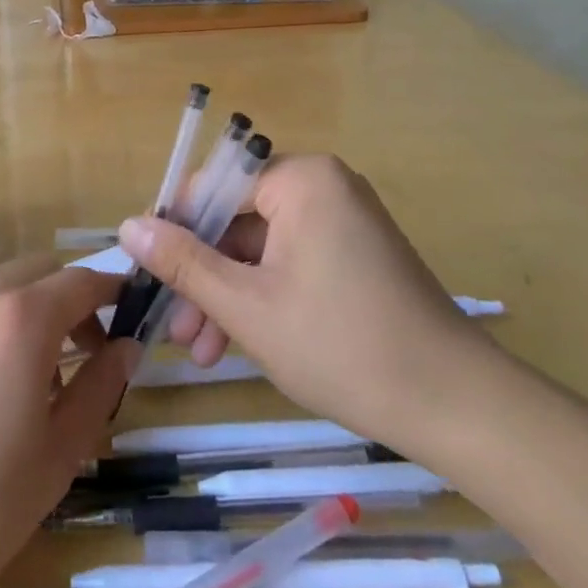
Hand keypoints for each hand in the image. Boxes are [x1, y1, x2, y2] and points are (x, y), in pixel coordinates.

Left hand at [0, 257, 135, 587]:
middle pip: (39, 271)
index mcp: (20, 319)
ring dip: (29, 306)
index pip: (81, 280)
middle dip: (70, 298)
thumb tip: (127, 346)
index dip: (111, 292)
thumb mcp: (59, 453)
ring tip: (33, 373)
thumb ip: (100, 387)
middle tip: (86, 351)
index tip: (130, 316)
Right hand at [120, 154, 496, 453]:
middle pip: (236, 220)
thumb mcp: (246, 305)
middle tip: (176, 329)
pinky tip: (238, 343)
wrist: (458, 407)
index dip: (174, 229)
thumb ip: (183, 262)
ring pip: (260, 248)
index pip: (212, 186)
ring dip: (227, 294)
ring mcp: (343, 221)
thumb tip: (128, 226)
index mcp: (301, 180)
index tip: (147, 274)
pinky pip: (289, 261)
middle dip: (202, 276)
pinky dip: (262, 296)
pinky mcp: (355, 254)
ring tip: (202, 351)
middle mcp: (323, 186)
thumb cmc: (342, 345)